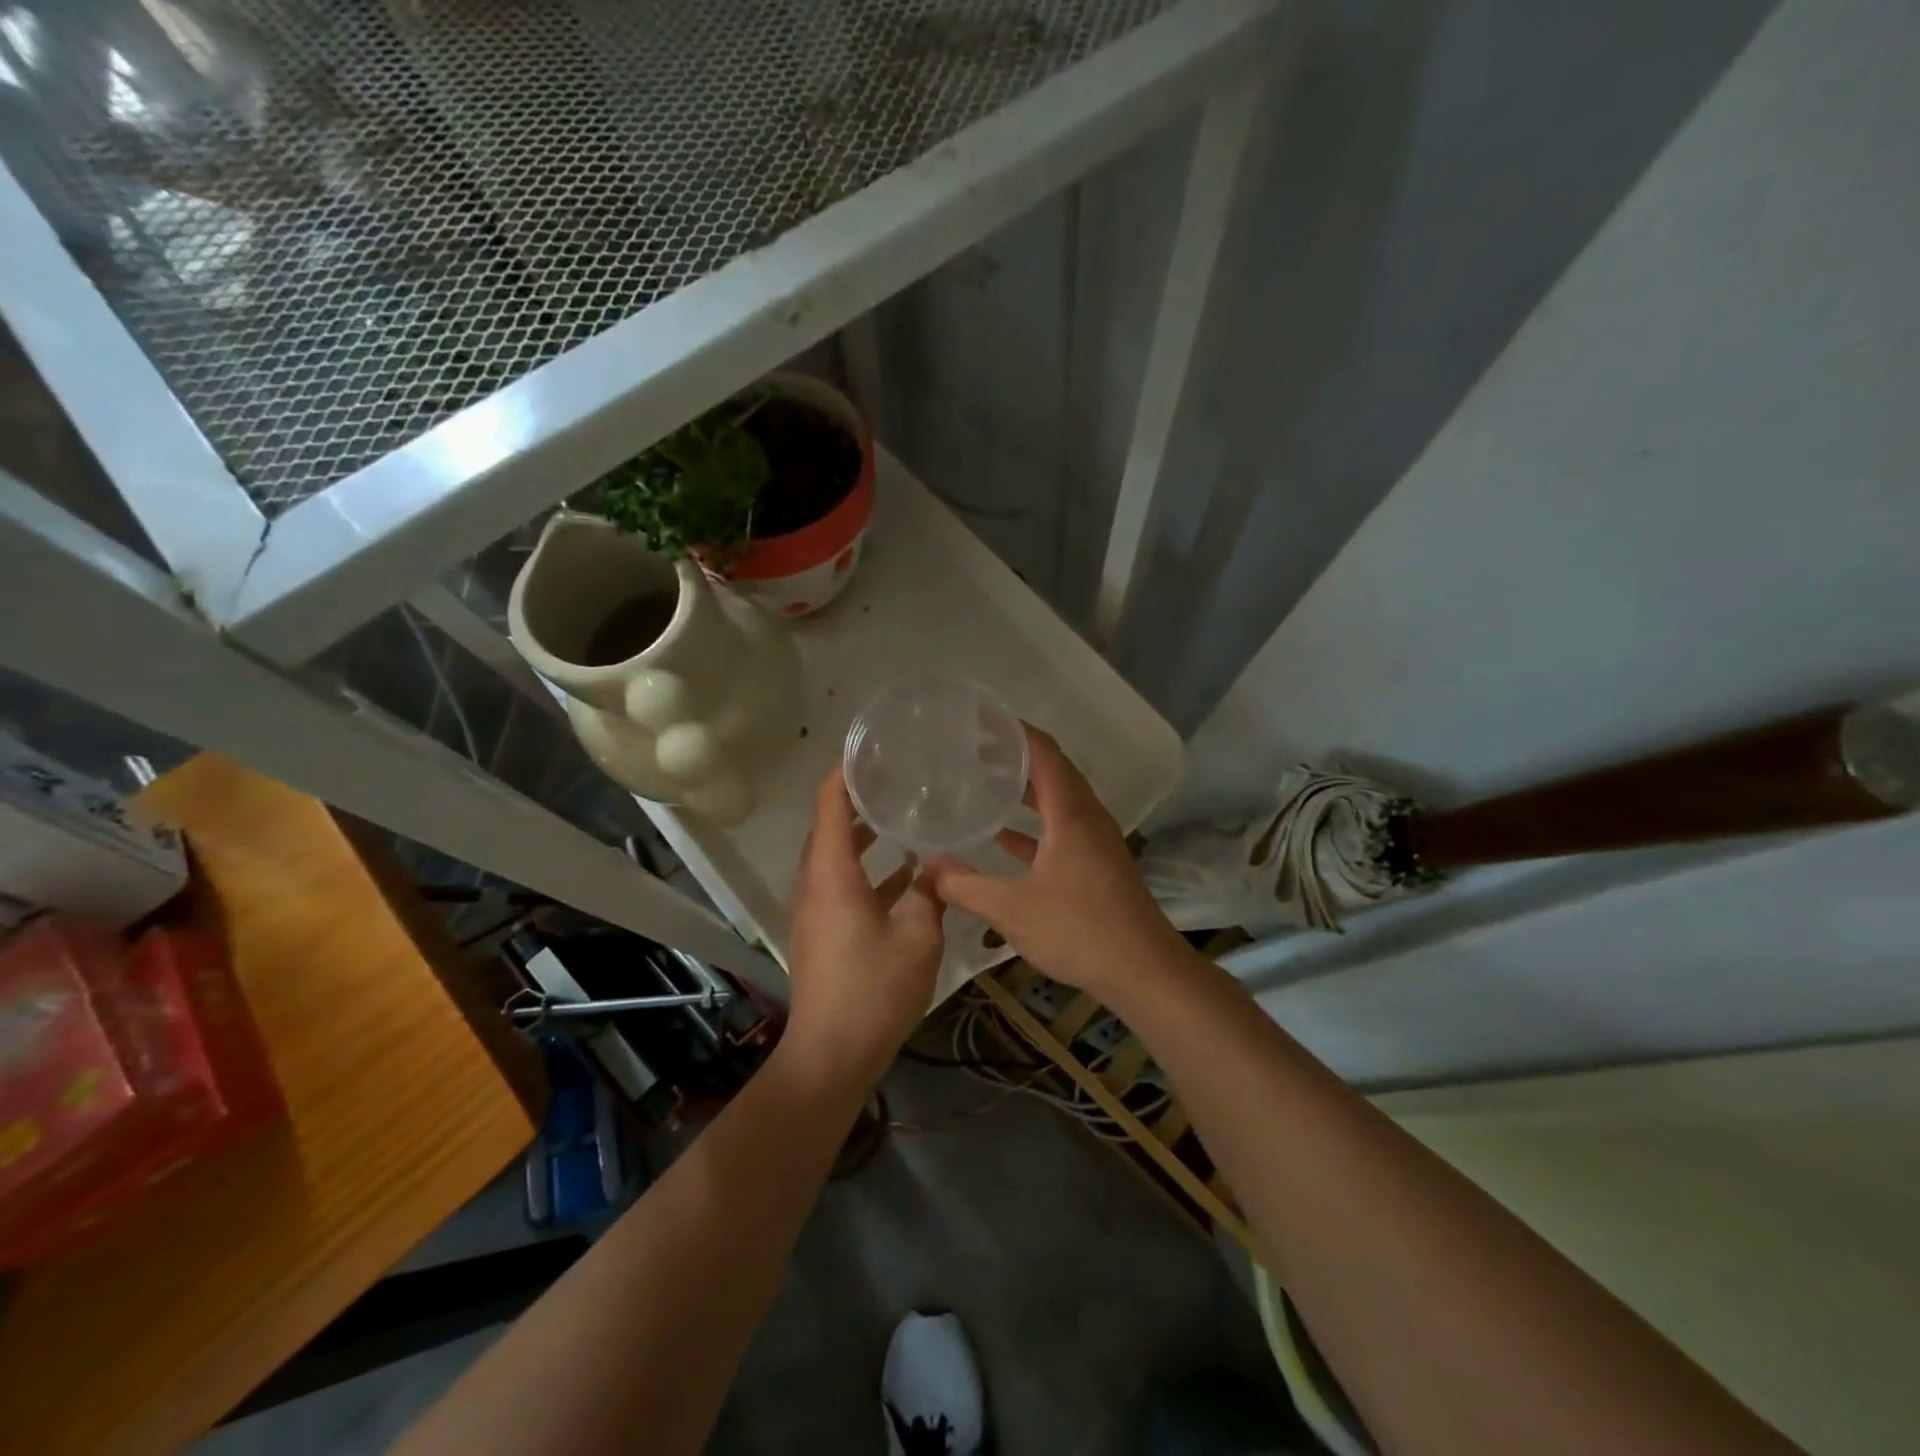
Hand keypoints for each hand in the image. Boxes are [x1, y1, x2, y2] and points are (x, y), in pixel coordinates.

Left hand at [783, 770, 945, 1082]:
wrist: (832, 1053)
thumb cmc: (874, 989)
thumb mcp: (918, 936)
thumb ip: (929, 894)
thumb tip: (936, 868)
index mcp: (832, 873)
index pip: (831, 803)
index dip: (846, 772)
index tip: (871, 749)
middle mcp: (815, 883)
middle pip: (829, 827)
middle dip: (857, 800)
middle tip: (894, 780)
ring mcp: (814, 909)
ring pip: (835, 857)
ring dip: (862, 837)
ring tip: (900, 819)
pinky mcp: (821, 932)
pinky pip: (840, 884)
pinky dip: (866, 871)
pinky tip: (905, 875)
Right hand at [927, 725, 1186, 996]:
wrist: (1143, 971)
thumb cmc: (1079, 930)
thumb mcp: (1011, 909)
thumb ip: (965, 885)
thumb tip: (927, 864)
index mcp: (1070, 812)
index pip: (1043, 752)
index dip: (1013, 731)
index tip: (980, 719)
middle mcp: (1086, 816)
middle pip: (1052, 769)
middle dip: (1015, 755)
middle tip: (972, 748)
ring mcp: (1095, 840)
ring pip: (1057, 800)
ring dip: (1025, 789)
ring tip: (984, 781)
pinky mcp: (1097, 863)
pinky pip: (1062, 828)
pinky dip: (1034, 824)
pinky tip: (1003, 837)